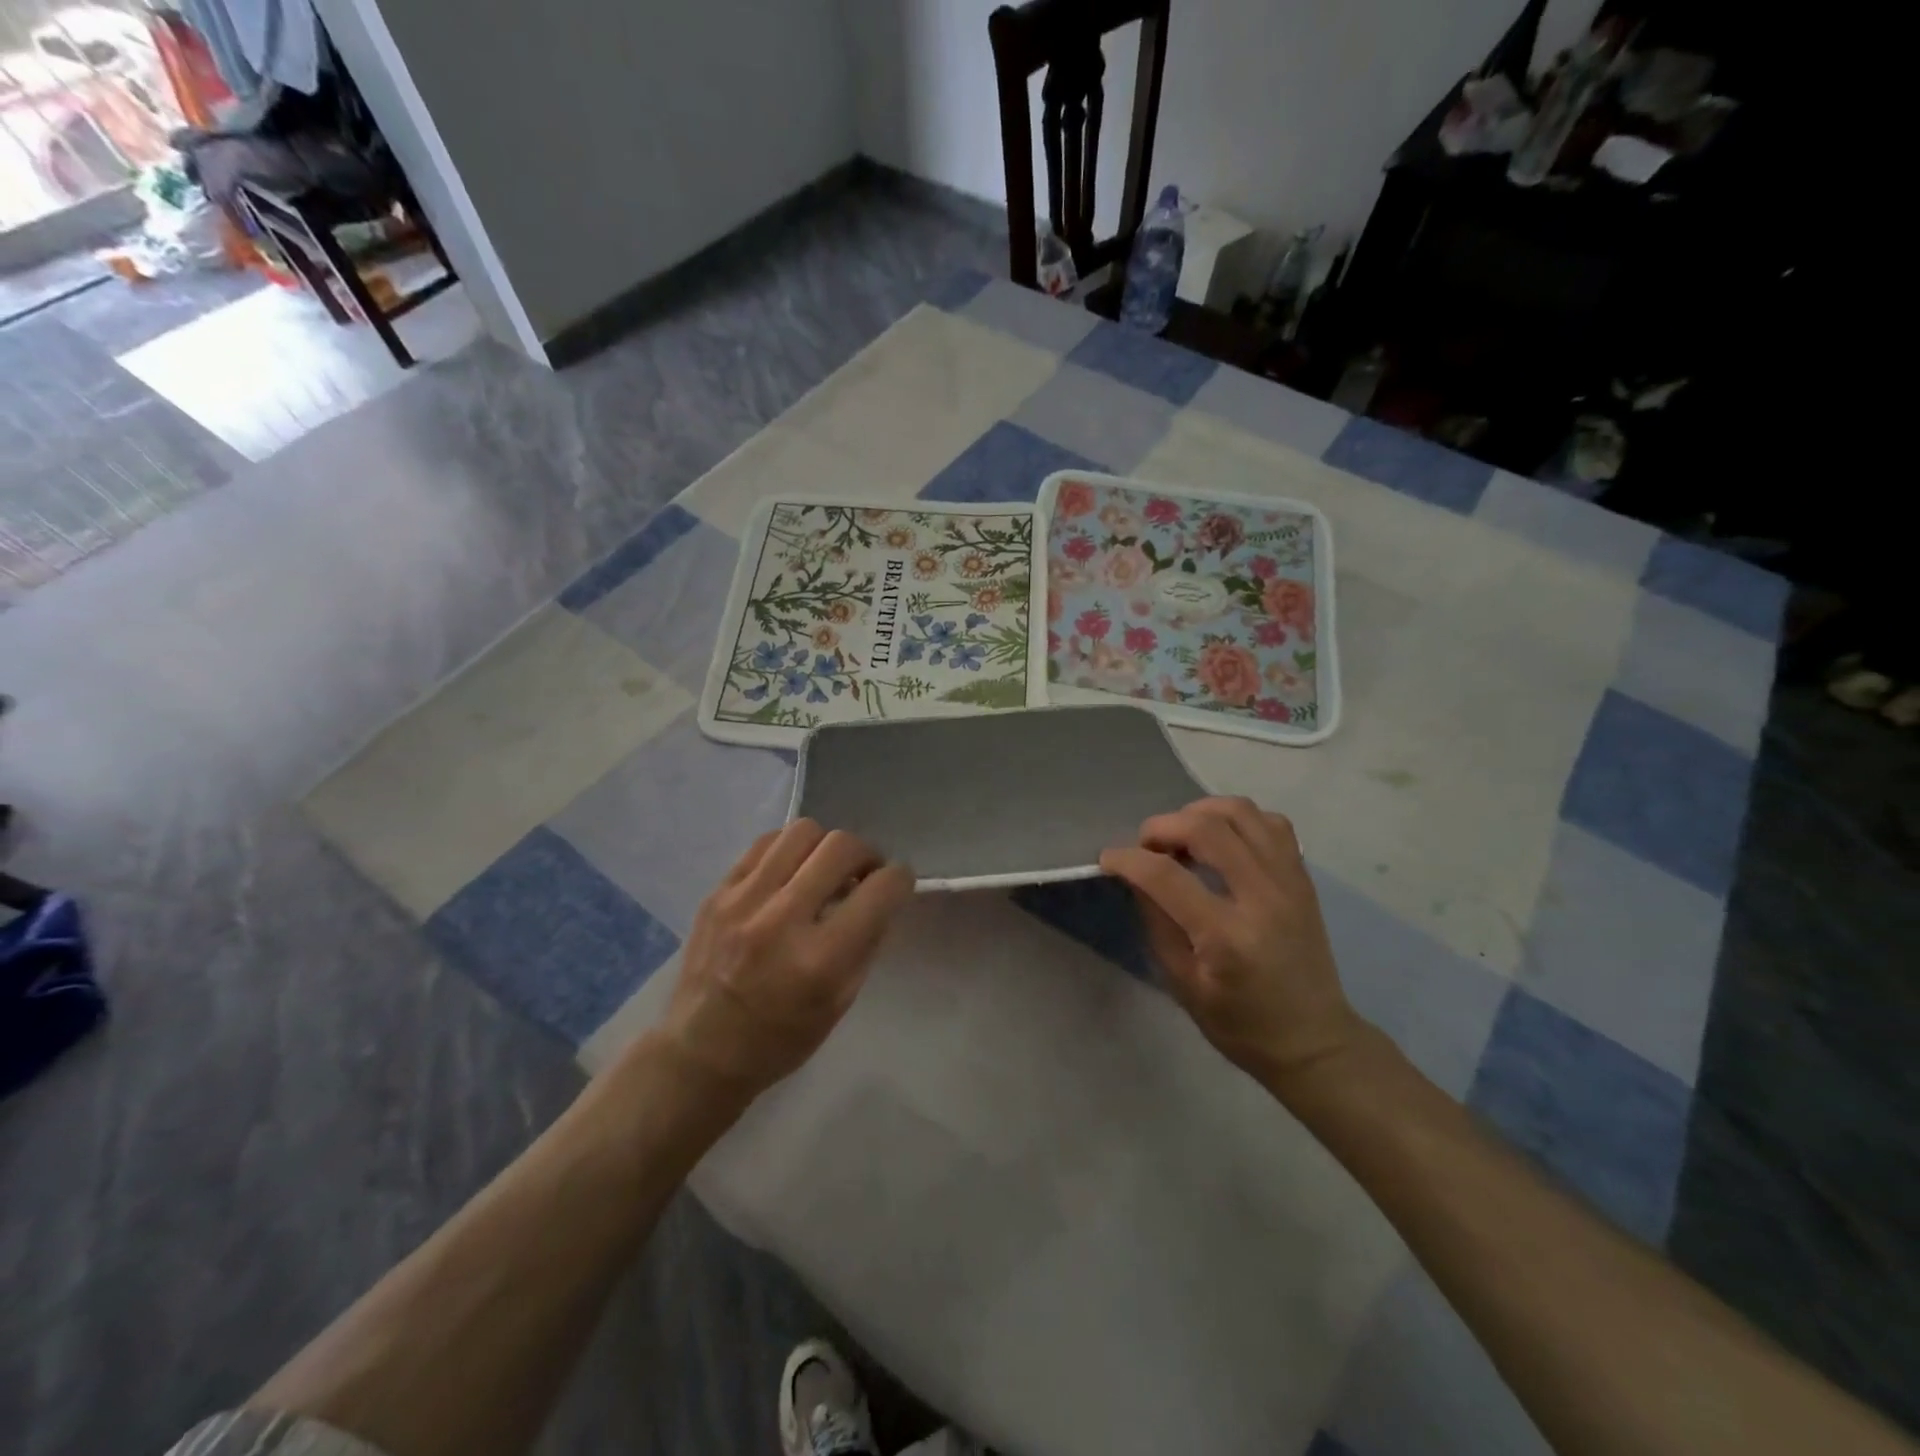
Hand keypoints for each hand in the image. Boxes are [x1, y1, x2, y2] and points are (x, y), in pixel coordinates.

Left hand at [655, 820, 913, 1100]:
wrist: (701, 1051)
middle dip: (866, 854)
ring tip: (824, 869)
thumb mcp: (841, 1002)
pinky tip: (791, 872)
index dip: (900, 879)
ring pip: (803, 831)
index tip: (897, 883)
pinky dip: (789, 850)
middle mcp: (782, 919)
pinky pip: (765, 843)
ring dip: (826, 846)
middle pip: (842, 846)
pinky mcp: (718, 892)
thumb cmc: (781, 1039)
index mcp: (821, 959)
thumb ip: (867, 942)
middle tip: (863, 874)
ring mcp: (744, 900)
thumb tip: (882, 894)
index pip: (880, 890)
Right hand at [1100, 797, 1364, 1084]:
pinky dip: (1239, 820)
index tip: (1108, 858)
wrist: (1313, 1040)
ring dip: (1200, 812)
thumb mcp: (1183, 984)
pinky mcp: (1303, 877)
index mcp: (1227, 936)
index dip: (1127, 859)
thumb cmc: (1241, 1024)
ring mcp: (1289, 882)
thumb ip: (1157, 922)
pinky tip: (1222, 840)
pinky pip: (1271, 823)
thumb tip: (1135, 876)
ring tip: (1182, 836)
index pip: (1166, 876)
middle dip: (1162, 826)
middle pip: (1206, 829)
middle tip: (1146, 846)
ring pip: (1242, 812)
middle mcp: (1262, 898)